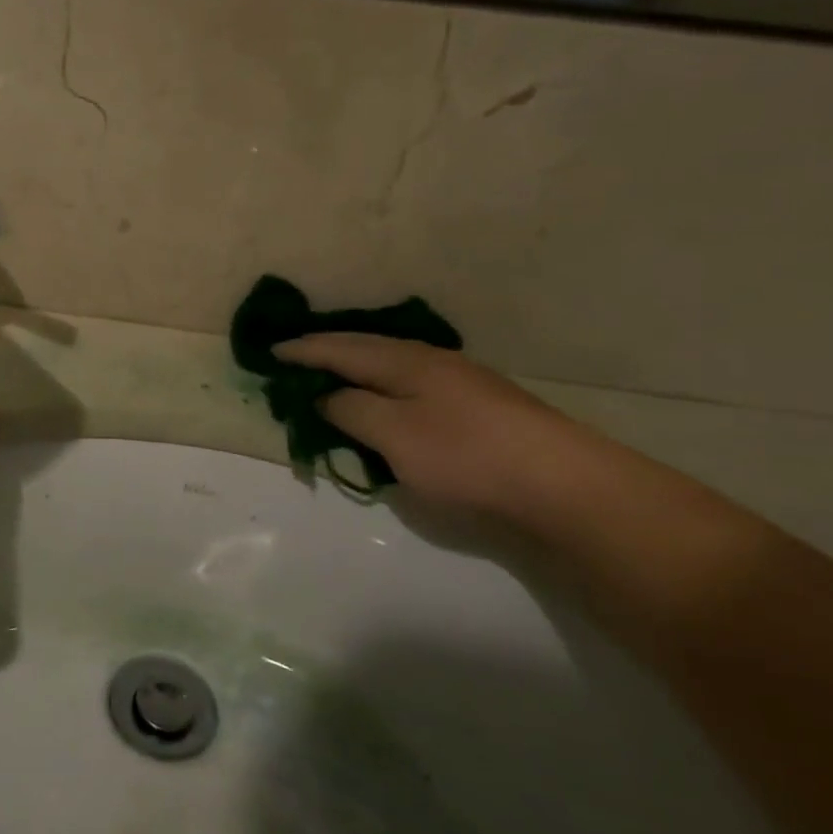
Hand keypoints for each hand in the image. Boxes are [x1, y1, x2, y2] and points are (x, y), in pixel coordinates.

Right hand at [276, 335, 606, 522]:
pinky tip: (381, 405)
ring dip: (355, 372)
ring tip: (329, 380)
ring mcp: (458, 384)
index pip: (340, 348)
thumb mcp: (393, 433)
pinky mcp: (475, 409)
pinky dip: (380, 393)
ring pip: (390, 369)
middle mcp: (430, 362)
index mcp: (405, 361)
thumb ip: (351, 409)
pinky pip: (408, 390)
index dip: (303, 350)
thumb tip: (327, 396)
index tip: (270, 353)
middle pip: (366, 351)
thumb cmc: (465, 455)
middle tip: (294, 361)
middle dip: (327, 354)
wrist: (562, 485)